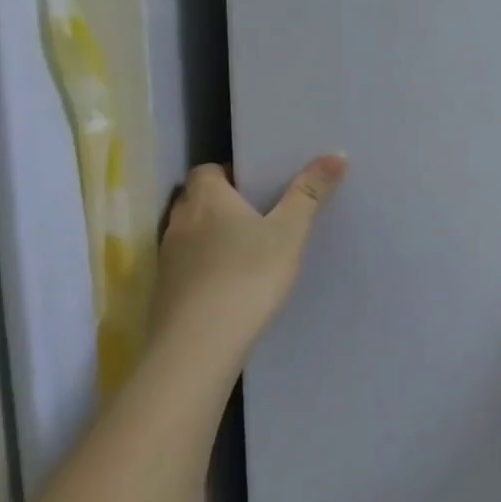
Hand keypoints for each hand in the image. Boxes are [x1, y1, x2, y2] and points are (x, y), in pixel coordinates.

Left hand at [152, 155, 346, 365]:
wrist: (199, 347)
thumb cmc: (248, 275)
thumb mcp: (290, 231)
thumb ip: (310, 192)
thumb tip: (335, 155)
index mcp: (208, 200)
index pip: (207, 170)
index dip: (229, 171)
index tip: (258, 182)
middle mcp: (180, 223)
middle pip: (195, 199)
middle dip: (221, 200)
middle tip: (258, 209)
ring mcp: (167, 260)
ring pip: (189, 232)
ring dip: (211, 233)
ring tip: (247, 244)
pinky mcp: (165, 292)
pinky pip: (186, 263)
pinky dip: (204, 263)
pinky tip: (230, 279)